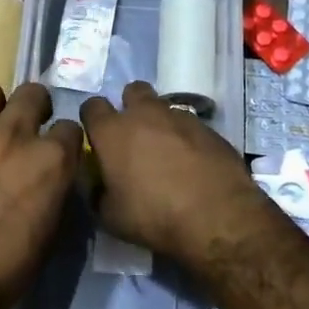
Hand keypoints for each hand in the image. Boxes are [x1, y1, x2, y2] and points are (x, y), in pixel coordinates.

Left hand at [0, 81, 81, 308]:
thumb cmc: (7, 266)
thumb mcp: (50, 229)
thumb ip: (54, 188)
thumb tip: (51, 176)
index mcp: (53, 159)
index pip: (70, 128)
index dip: (64, 141)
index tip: (56, 152)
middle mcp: (17, 134)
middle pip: (33, 93)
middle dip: (34, 107)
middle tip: (25, 128)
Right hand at [79, 81, 264, 261]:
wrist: (216, 216)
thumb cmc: (153, 215)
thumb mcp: (110, 216)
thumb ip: (98, 193)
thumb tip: (98, 185)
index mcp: (113, 131)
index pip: (92, 106)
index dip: (93, 120)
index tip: (98, 138)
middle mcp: (145, 114)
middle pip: (132, 91)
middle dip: (130, 106)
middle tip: (134, 135)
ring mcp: (180, 117)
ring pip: (164, 106)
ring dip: (160, 122)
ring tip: (166, 151)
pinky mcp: (209, 128)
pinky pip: (190, 125)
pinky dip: (186, 137)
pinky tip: (193, 161)